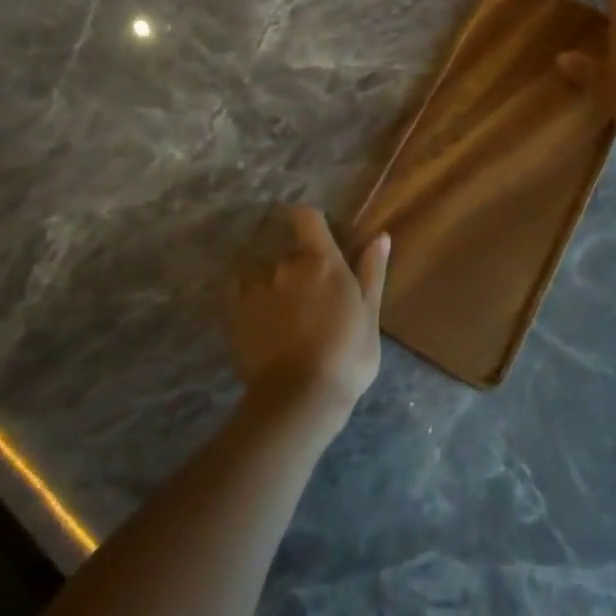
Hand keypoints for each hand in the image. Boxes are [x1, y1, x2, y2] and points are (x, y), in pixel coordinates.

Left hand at [229, 206, 387, 430]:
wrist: (298, 398)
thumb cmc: (346, 356)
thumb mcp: (369, 315)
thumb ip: (372, 272)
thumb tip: (380, 236)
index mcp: (321, 260)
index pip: (307, 217)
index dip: (311, 222)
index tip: (318, 237)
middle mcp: (285, 264)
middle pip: (290, 251)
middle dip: (300, 266)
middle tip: (313, 298)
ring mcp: (256, 286)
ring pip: (266, 272)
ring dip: (275, 284)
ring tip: (286, 315)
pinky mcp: (235, 310)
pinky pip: (241, 289)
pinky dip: (250, 296)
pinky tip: (262, 318)